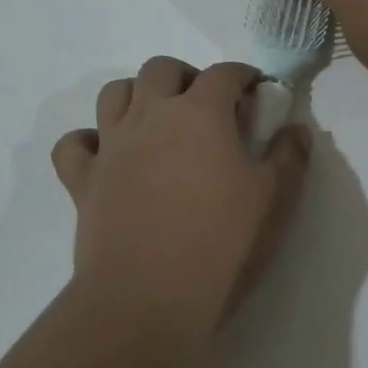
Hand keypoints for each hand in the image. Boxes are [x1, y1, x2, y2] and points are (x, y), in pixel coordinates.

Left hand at [50, 57, 310, 332]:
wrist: (148, 298)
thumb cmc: (222, 244)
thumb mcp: (275, 200)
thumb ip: (289, 157)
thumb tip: (295, 129)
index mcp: (200, 113)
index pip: (224, 72)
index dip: (244, 75)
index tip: (257, 92)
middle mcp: (150, 116)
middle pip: (161, 69)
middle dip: (187, 76)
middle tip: (207, 107)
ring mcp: (112, 147)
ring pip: (114, 93)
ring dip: (137, 95)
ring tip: (158, 121)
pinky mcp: (83, 181)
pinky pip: (73, 145)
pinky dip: (88, 141)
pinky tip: (107, 156)